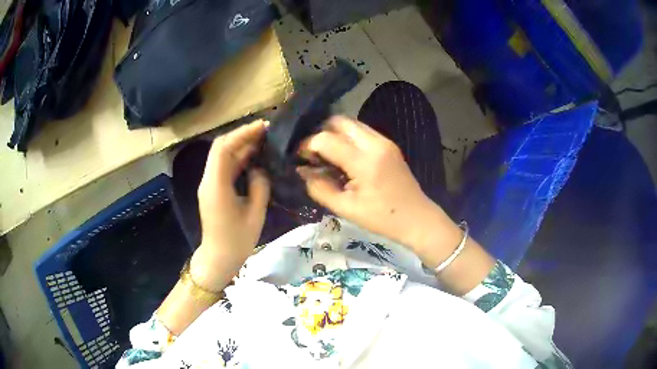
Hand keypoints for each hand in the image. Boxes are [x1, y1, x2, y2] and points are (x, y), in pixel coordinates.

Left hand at [191, 120, 269, 290]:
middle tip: (267, 131)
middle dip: (243, 135)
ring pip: (223, 156)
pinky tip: (255, 156)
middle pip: (221, 148)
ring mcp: (209, 184)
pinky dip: (239, 158)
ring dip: (241, 145)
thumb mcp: (255, 213)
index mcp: (216, 185)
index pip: (223, 148)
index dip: (242, 133)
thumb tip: (260, 168)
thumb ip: (260, 185)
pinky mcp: (213, 189)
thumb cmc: (237, 240)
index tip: (263, 127)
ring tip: (264, 140)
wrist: (218, 258)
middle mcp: (208, 180)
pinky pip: (225, 167)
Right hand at [298, 116, 460, 256]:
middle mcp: (375, 143)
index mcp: (365, 162)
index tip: (300, 158)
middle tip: (312, 153)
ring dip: (334, 133)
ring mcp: (384, 141)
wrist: (417, 218)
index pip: (327, 139)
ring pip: (351, 123)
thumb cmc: (381, 218)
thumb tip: (302, 170)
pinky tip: (343, 156)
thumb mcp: (346, 209)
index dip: (307, 145)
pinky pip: (362, 131)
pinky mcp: (388, 144)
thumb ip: (319, 188)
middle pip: (339, 121)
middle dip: (320, 132)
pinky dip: (347, 137)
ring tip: (326, 154)